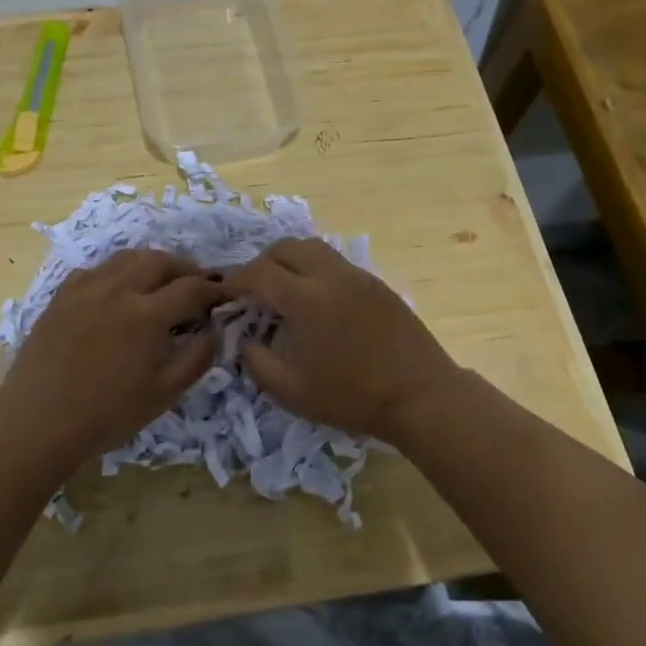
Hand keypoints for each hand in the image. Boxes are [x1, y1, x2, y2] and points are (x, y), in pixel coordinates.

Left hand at [4, 249, 226, 465]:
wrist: (38, 420)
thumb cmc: (107, 413)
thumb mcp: (164, 394)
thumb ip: (196, 357)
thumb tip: (215, 329)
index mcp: (147, 314)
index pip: (192, 287)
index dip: (215, 288)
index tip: (227, 294)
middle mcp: (119, 289)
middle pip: (160, 261)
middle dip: (185, 267)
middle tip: (197, 282)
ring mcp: (87, 288)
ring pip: (128, 257)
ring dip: (152, 263)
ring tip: (161, 279)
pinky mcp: (63, 295)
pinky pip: (97, 269)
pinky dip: (117, 271)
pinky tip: (117, 289)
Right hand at [222, 239, 460, 442]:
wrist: (421, 396)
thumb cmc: (353, 397)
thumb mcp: (294, 392)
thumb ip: (258, 363)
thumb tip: (244, 341)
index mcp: (306, 299)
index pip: (259, 273)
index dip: (236, 280)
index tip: (224, 292)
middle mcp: (330, 275)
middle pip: (285, 248)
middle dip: (261, 263)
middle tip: (252, 290)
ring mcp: (357, 275)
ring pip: (312, 248)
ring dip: (290, 261)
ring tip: (283, 290)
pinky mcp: (376, 283)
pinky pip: (335, 262)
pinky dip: (315, 269)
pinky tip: (317, 300)